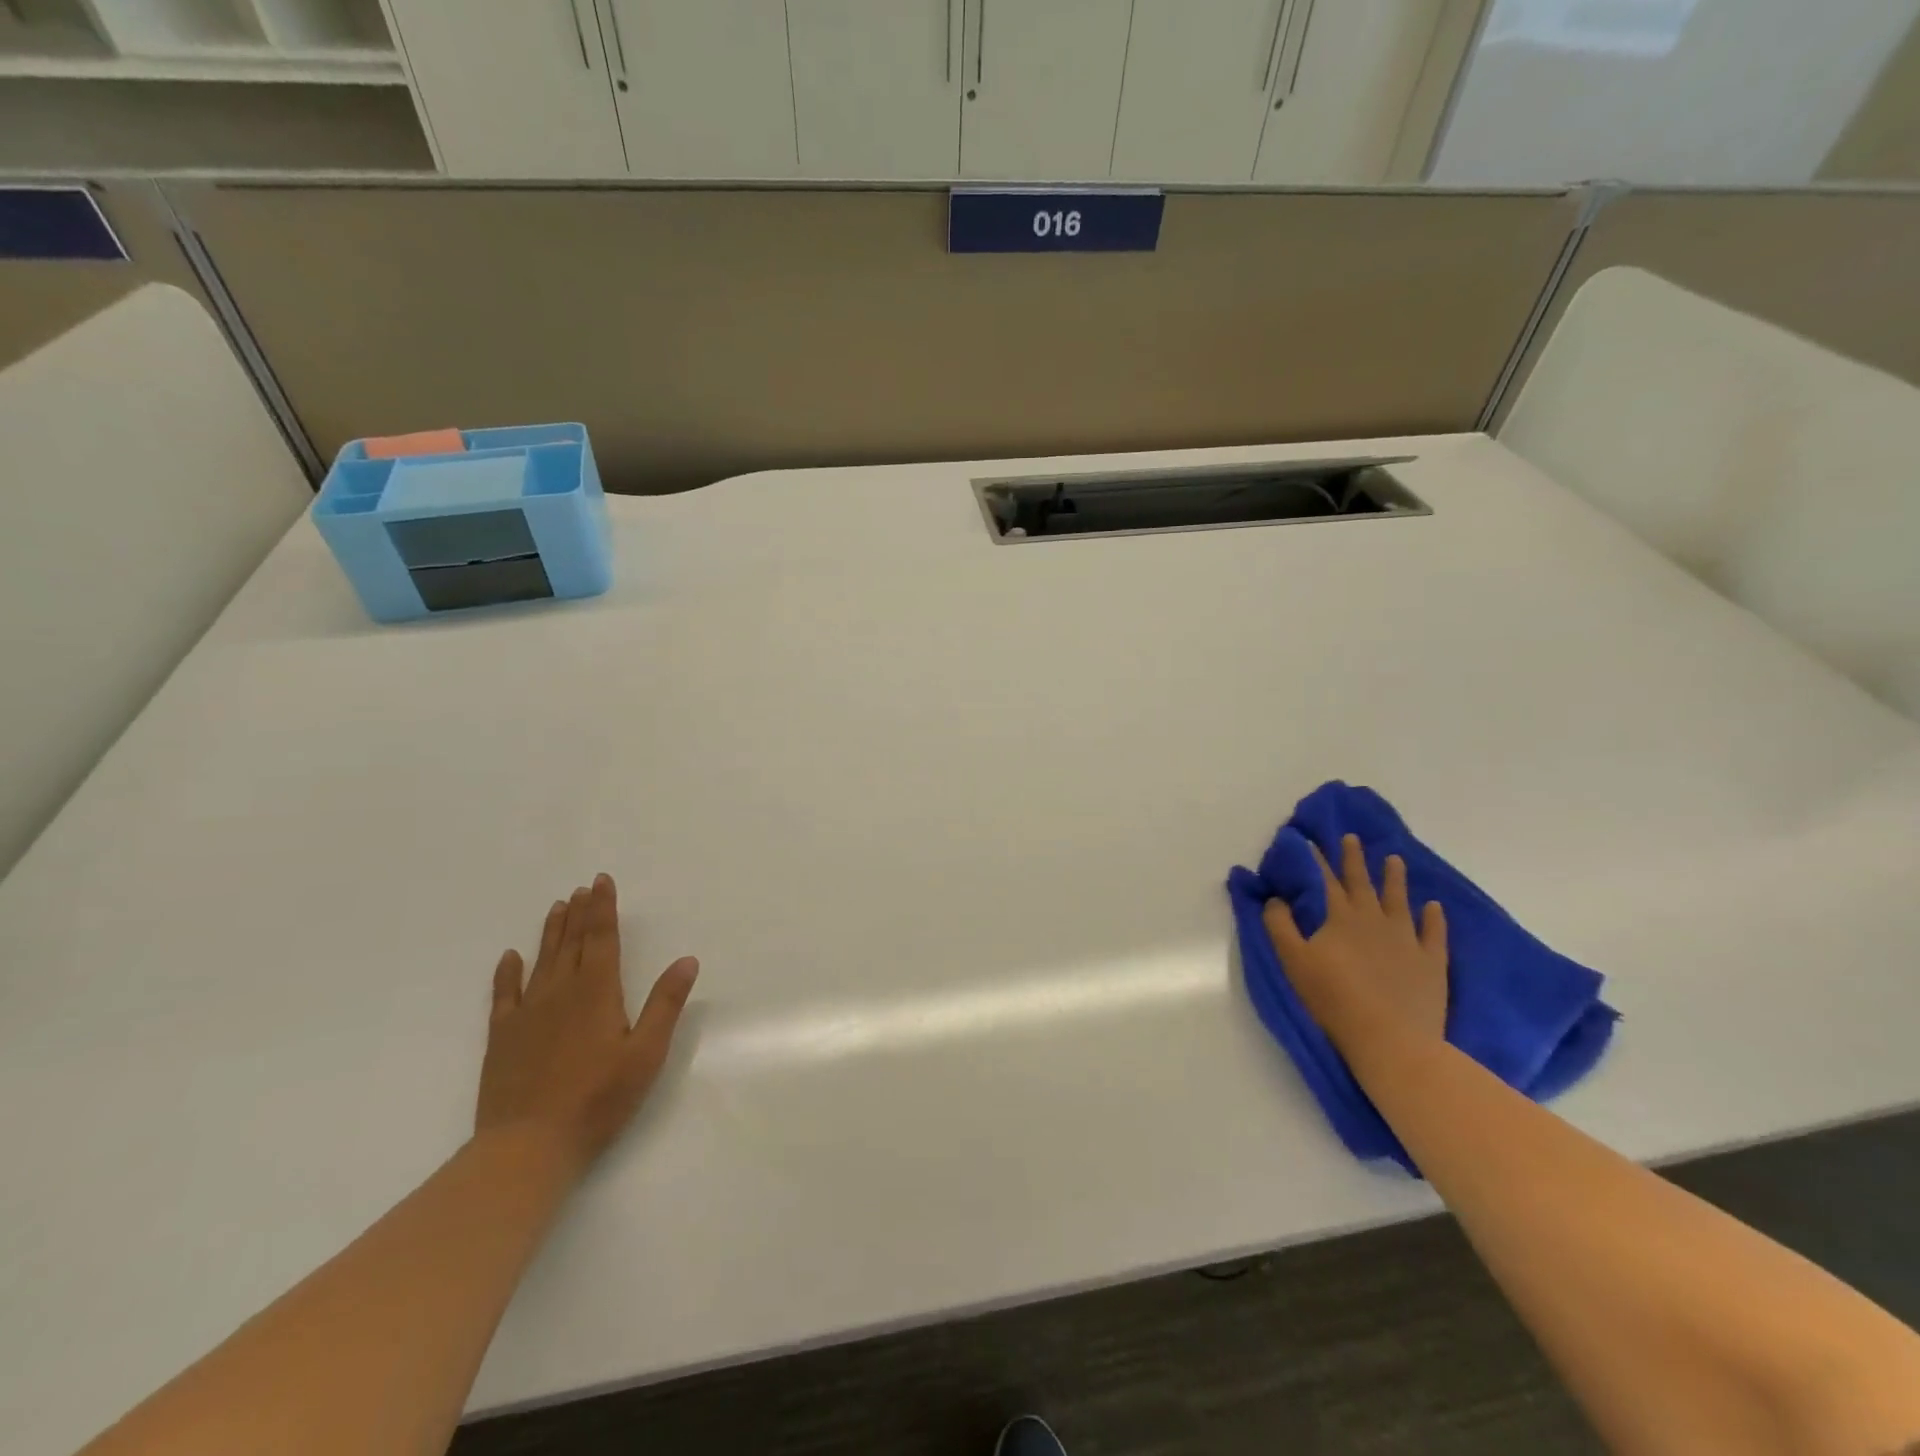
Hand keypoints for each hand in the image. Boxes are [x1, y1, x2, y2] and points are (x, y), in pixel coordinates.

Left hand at [476, 873, 698, 1170]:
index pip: (602, 938)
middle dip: (579, 913)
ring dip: (551, 932)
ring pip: (541, 961)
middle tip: (581, 888)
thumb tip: (687, 960)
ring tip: (557, 907)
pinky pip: (504, 994)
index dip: (603, 908)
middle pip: (571, 943)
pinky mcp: (502, 1037)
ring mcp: (527, 1014)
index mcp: (597, 992)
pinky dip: (507, 972)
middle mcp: (560, 992)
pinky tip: (510, 957)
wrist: (527, 1146)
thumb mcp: (646, 1053)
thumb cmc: (597, 1099)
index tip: (601, 881)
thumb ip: (665, 1004)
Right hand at [1262, 834, 1447, 1054]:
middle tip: (1352, 838)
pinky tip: (1433, 907)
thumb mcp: (1293, 960)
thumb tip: (1275, 898)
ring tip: (1395, 860)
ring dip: (1395, 879)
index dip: (1316, 860)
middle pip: (1362, 883)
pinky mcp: (1432, 963)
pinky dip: (1434, 918)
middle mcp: (1375, 920)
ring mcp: (1407, 940)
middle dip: (1354, 859)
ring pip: (1400, 900)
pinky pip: (1434, 933)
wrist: (1391, 1039)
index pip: (1325, 881)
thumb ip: (1280, 925)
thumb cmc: (1333, 999)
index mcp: (1341, 918)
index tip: (1310, 841)